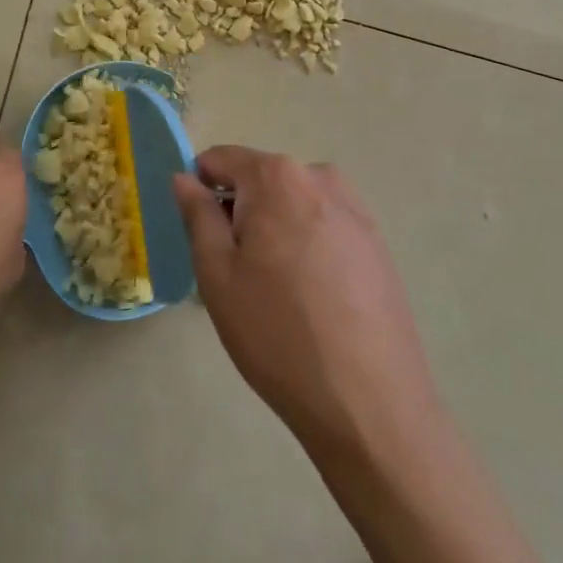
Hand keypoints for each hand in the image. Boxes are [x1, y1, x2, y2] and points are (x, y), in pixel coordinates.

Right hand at [174, 146, 439, 456]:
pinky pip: (324, 226)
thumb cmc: (278, 334)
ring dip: (275, 231)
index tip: (199, 235)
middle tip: (237, 275)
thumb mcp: (218, 274)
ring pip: (293, 205)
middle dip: (241, 214)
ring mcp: (355, 208)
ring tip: (276, 292)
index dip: (201, 189)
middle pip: (261, 181)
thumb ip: (198, 214)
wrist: (370, 403)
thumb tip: (185, 177)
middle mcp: (320, 177)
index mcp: (277, 177)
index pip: (222, 159)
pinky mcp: (377, 241)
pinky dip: (308, 247)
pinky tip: (312, 299)